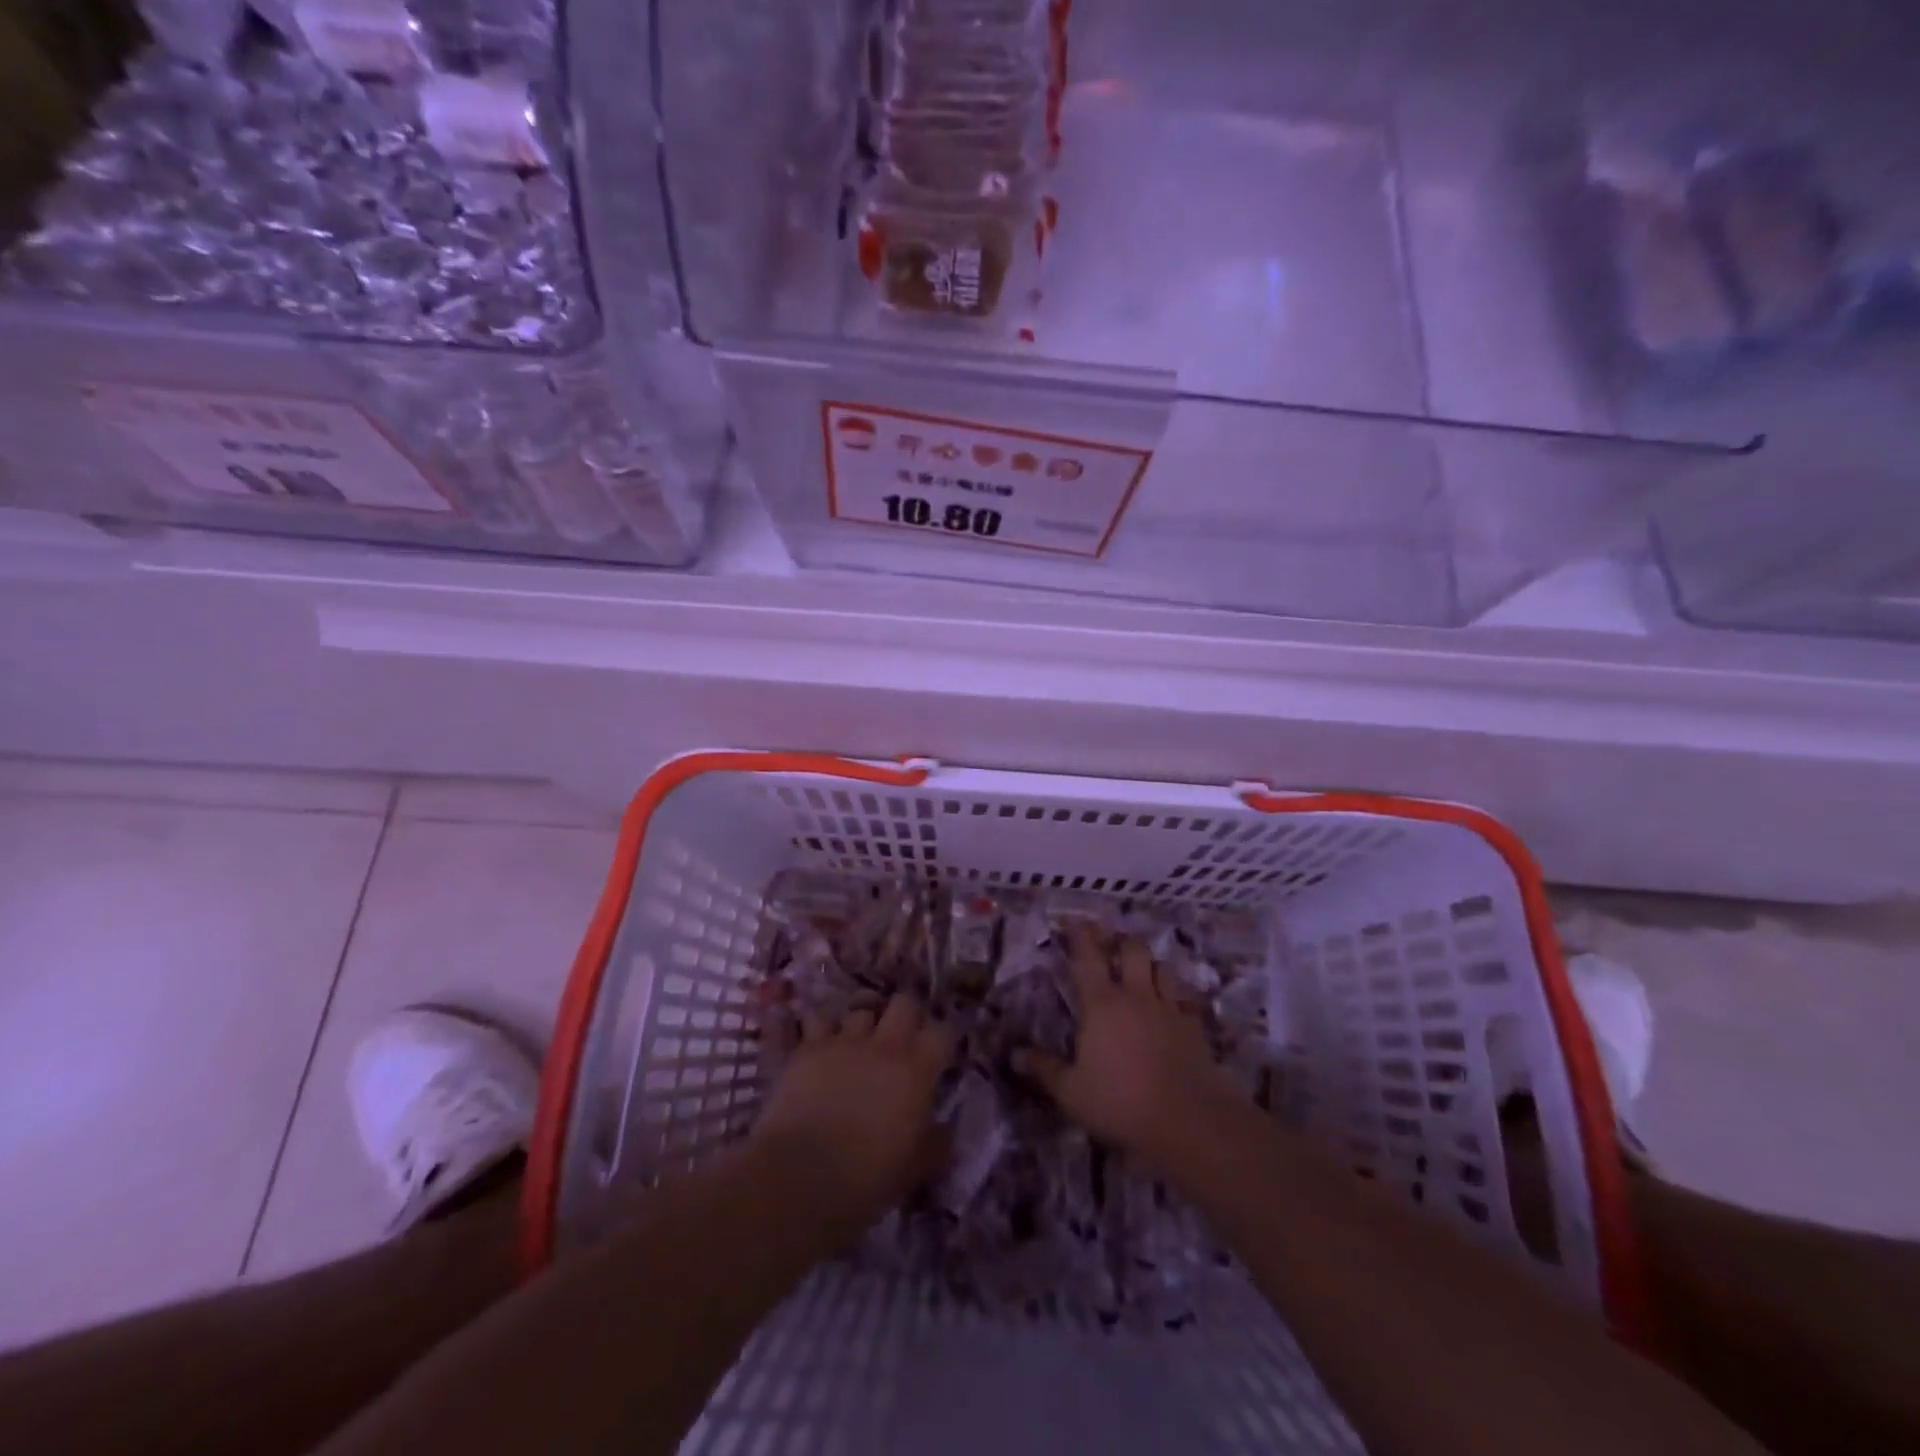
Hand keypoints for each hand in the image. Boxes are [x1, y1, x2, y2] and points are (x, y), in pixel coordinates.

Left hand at [752, 996, 953, 1238]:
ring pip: (860, 1009)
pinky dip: (823, 1027)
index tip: (940, 1055)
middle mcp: (884, 1045)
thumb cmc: (864, 1179)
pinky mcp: (808, 1047)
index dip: (944, 1039)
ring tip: (858, 1043)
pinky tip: (821, 1041)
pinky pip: (819, 1019)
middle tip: (901, 1041)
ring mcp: (844, 1041)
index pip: (943, 1032)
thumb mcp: (912, 1171)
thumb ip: (934, 1145)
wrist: (798, 1177)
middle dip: (906, 1016)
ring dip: (863, 1023)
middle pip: (904, 1003)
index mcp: (916, 1071)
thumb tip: (943, 1132)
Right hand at [1016, 925, 1246, 1166]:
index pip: (1087, 957)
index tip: (1073, 923)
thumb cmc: (1121, 1101)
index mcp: (1101, 1003)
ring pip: (1162, 967)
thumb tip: (1015, 1055)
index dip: (1079, 935)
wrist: (1189, 1119)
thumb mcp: (1072, 1092)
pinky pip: (1185, 998)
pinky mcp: (1194, 1026)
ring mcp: (1169, 1008)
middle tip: (1111, 943)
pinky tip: (1173, 1004)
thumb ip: (1044, 1070)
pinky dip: (1176, 994)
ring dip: (1150, 963)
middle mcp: (1136, 995)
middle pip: (1132, 949)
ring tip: (1142, 970)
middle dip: (1120, 940)